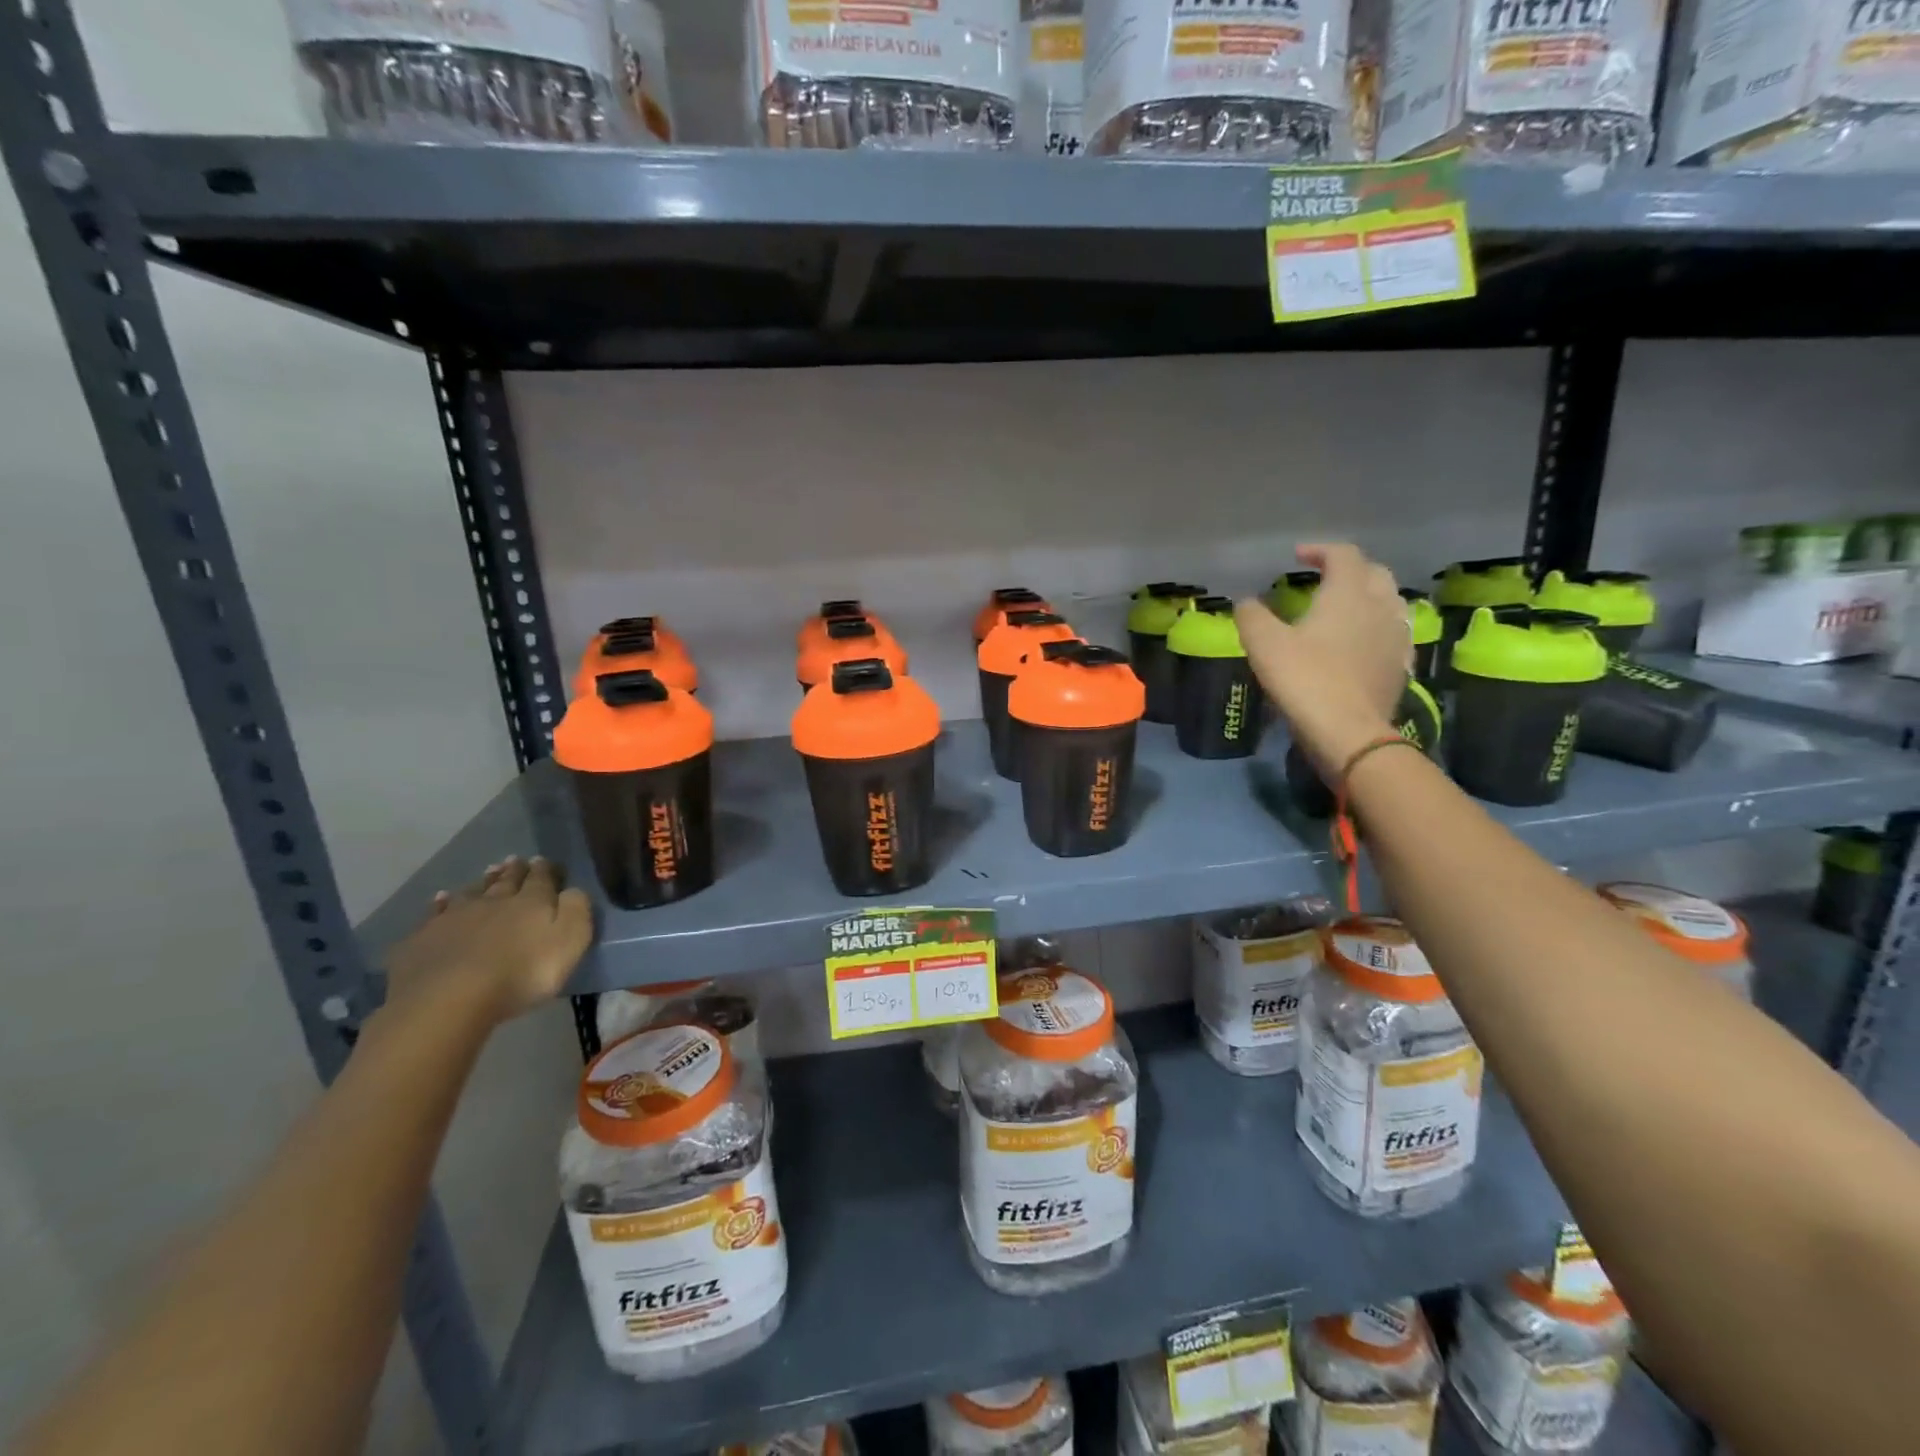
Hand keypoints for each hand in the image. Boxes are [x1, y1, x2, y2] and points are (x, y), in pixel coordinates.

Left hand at [384, 857, 592, 1028]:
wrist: (449, 999)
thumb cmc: (521, 973)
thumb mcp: (569, 941)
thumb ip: (576, 910)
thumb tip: (573, 889)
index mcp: (531, 902)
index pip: (541, 878)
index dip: (544, 869)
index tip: (543, 860)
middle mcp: (493, 902)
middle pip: (505, 881)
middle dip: (513, 871)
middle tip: (515, 860)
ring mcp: (453, 918)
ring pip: (470, 893)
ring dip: (480, 883)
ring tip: (486, 874)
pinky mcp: (423, 939)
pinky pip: (433, 914)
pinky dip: (439, 905)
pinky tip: (440, 900)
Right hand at [1237, 543, 1410, 777]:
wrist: (1348, 731)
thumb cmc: (1304, 679)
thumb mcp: (1264, 644)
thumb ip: (1252, 616)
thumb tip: (1246, 602)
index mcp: (1348, 593)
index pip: (1343, 554)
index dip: (1320, 550)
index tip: (1297, 557)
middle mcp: (1379, 605)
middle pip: (1373, 572)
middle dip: (1349, 569)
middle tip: (1324, 578)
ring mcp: (1396, 635)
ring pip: (1389, 601)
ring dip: (1368, 595)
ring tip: (1345, 607)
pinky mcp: (1401, 664)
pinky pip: (1394, 632)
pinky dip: (1378, 626)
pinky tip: (1364, 641)